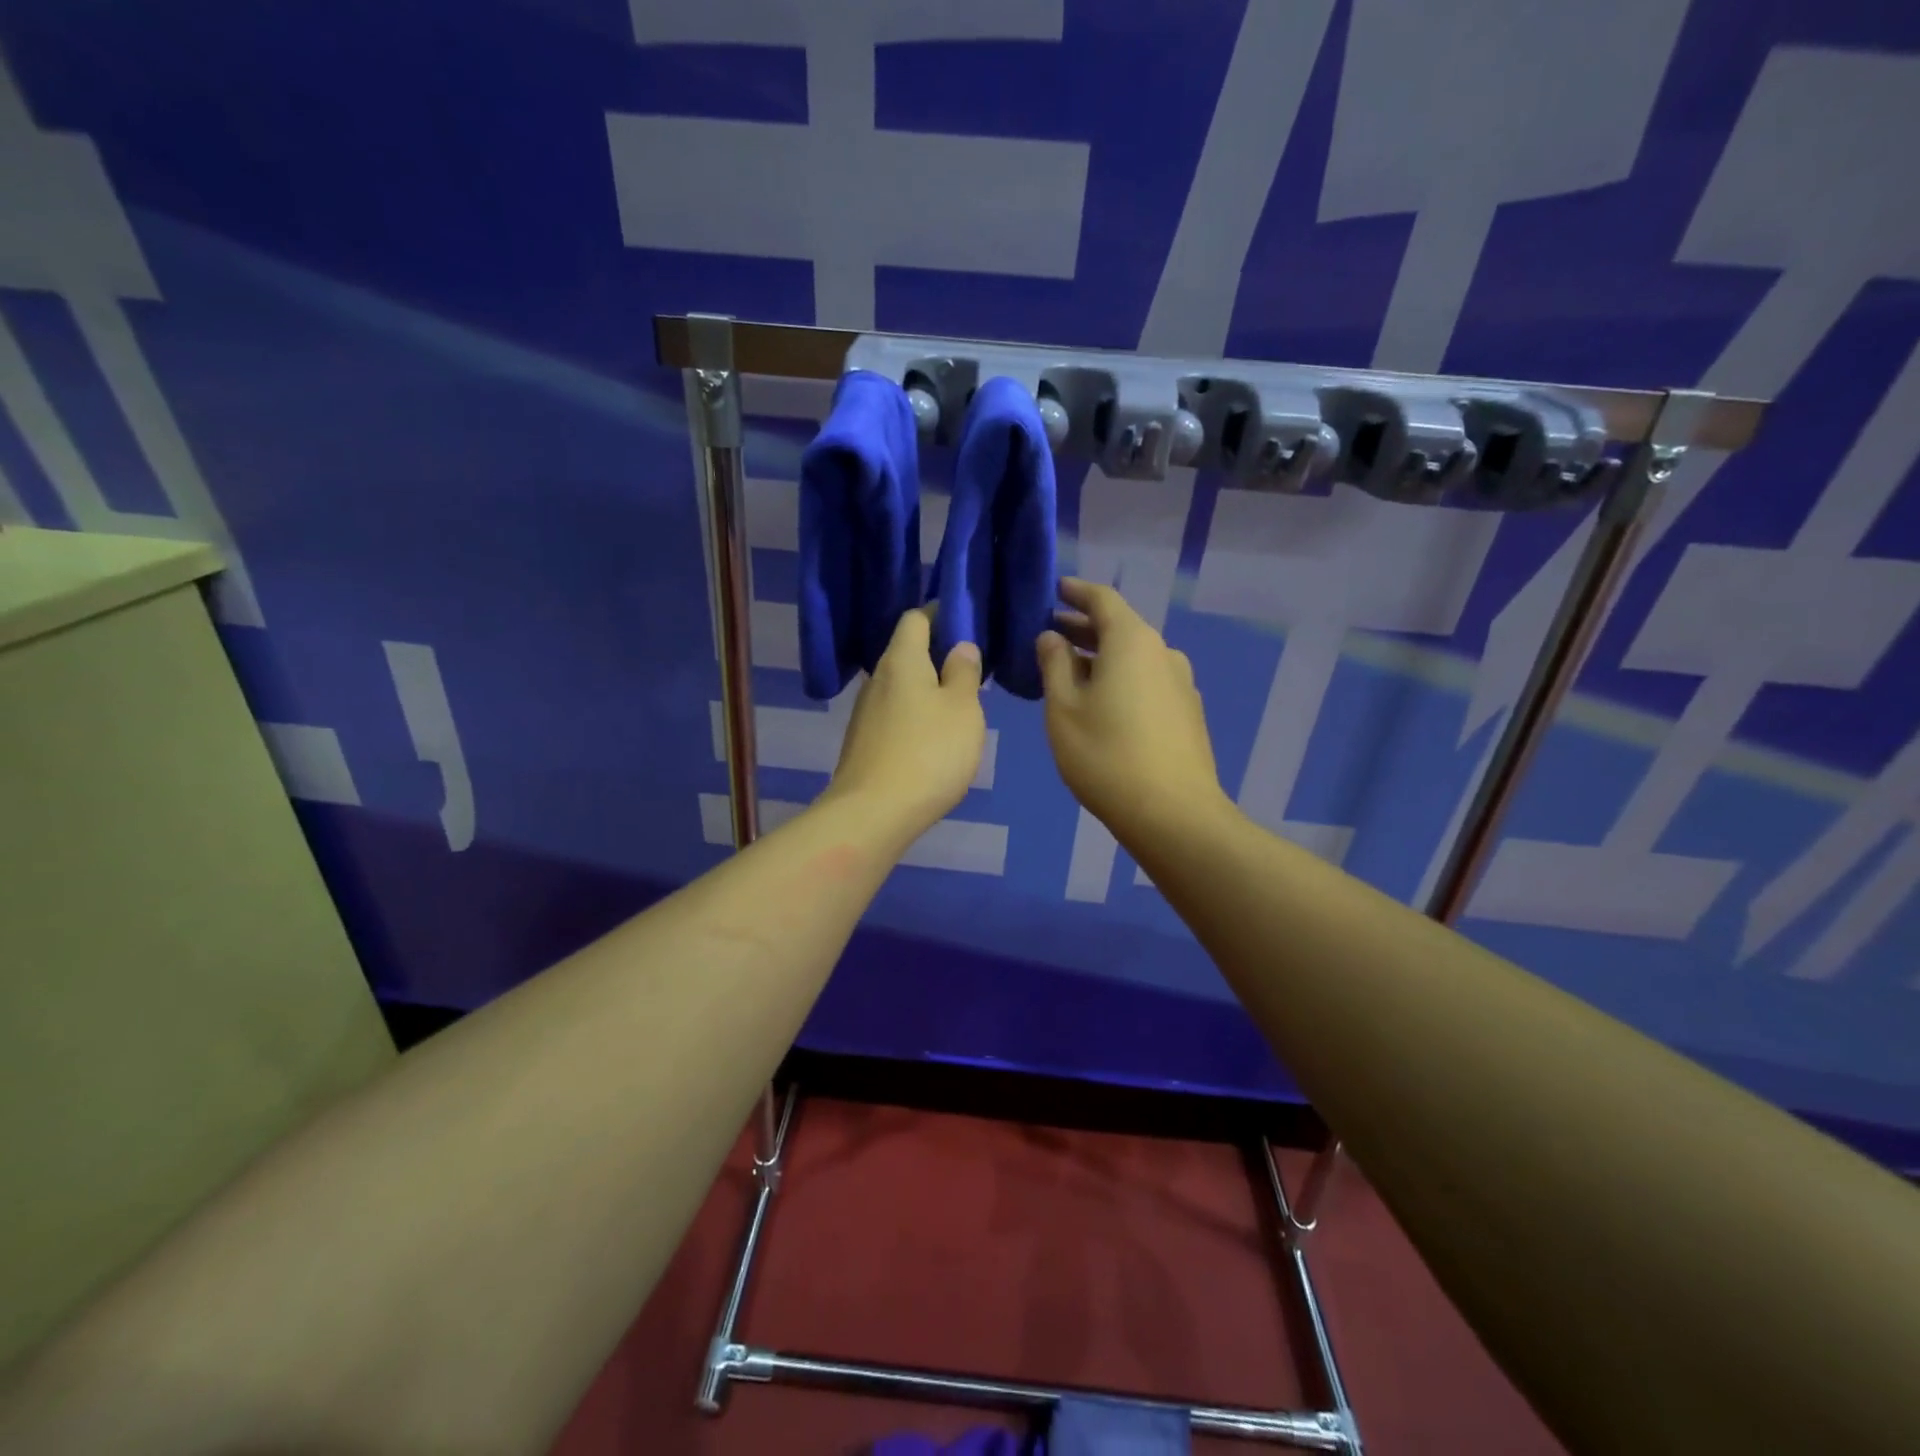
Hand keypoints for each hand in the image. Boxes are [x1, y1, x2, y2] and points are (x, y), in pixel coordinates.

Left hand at [824, 608, 985, 843]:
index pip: (916, 618)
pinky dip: (915, 716)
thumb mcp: (963, 709)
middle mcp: (877, 679)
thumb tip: (960, 646)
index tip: (968, 625)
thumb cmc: (929, 752)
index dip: (941, 614)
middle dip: (938, 655)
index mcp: (901, 660)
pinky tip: (934, 739)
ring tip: (959, 707)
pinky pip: (895, 715)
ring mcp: (865, 712)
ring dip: (928, 689)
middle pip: (907, 652)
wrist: (873, 813)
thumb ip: (964, 673)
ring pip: (901, 687)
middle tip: (973, 671)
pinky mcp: (864, 742)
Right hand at [1036, 578, 1226, 841]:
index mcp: (1132, 642)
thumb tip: (1051, 637)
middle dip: (1084, 628)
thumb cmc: (1106, 756)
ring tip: (1070, 672)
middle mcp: (1163, 653)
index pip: (1103, 600)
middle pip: (1120, 628)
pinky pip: (1147, 681)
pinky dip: (1121, 679)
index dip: (1076, 592)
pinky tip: (1102, 703)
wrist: (1173, 814)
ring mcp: (1180, 684)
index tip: (1055, 589)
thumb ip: (1054, 665)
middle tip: (1050, 634)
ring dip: (1102, 657)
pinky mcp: (1187, 713)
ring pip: (1134, 658)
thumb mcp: (1064, 709)